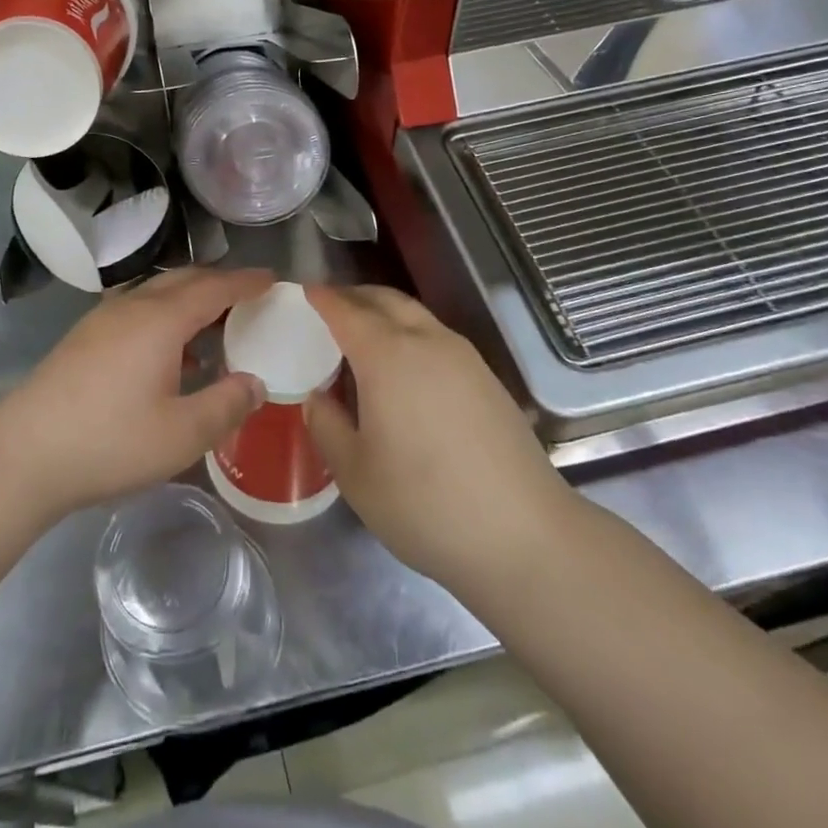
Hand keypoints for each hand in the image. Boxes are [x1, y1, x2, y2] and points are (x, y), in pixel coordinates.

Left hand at [0, 267, 273, 520]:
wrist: (23, 454)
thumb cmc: (110, 441)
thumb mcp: (182, 434)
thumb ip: (226, 404)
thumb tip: (255, 382)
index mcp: (161, 319)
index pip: (215, 287)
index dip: (247, 282)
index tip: (273, 280)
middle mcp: (133, 306)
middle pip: (184, 279)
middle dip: (219, 282)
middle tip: (248, 299)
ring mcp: (103, 319)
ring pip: (157, 291)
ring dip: (189, 298)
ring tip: (212, 325)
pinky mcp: (84, 336)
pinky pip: (137, 308)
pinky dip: (165, 314)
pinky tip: (168, 351)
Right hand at [302, 285, 574, 602]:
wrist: (524, 535)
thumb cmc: (425, 503)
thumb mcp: (355, 474)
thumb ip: (327, 426)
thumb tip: (317, 397)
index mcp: (387, 355)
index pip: (346, 310)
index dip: (322, 298)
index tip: (303, 292)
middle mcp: (426, 341)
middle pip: (384, 299)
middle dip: (353, 296)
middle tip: (328, 309)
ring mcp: (463, 357)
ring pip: (415, 314)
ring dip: (384, 312)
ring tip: (362, 337)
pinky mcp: (487, 378)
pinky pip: (436, 336)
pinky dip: (410, 333)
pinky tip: (404, 368)